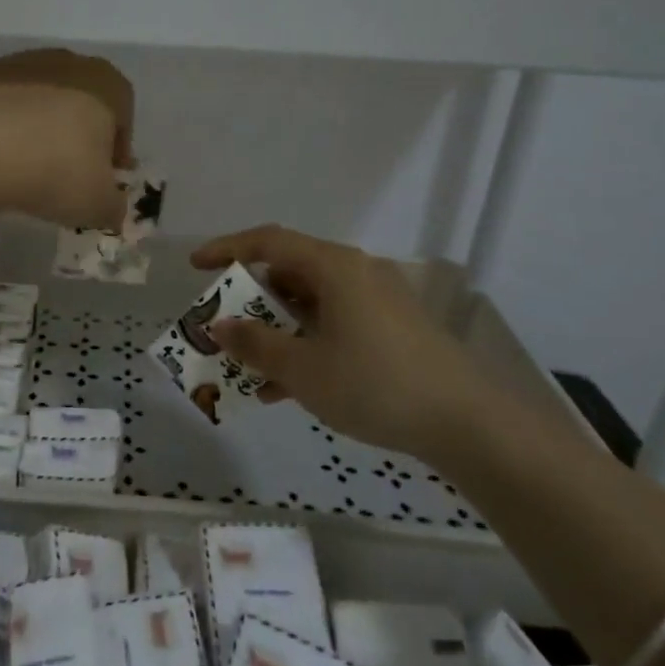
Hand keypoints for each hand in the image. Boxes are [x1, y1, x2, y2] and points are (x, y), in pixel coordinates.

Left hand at [0, 49, 133, 229]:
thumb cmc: (58, 172)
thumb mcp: (100, 205)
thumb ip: (114, 206)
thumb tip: (112, 209)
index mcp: (107, 84)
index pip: (123, 114)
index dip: (117, 148)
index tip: (105, 176)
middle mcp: (69, 62)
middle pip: (82, 99)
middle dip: (78, 132)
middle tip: (68, 170)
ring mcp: (22, 63)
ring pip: (41, 97)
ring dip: (40, 124)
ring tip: (29, 163)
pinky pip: (5, 102)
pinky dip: (5, 122)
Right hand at [190, 224, 503, 465]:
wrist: (468, 424)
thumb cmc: (375, 384)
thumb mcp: (302, 369)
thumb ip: (255, 344)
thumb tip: (219, 325)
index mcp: (334, 267)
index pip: (268, 241)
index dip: (226, 249)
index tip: (195, 267)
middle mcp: (356, 273)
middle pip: (289, 272)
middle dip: (249, 300)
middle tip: (222, 324)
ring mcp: (378, 301)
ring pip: (311, 304)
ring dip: (275, 330)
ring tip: (247, 366)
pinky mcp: (393, 329)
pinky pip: (334, 325)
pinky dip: (305, 345)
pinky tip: (286, 388)